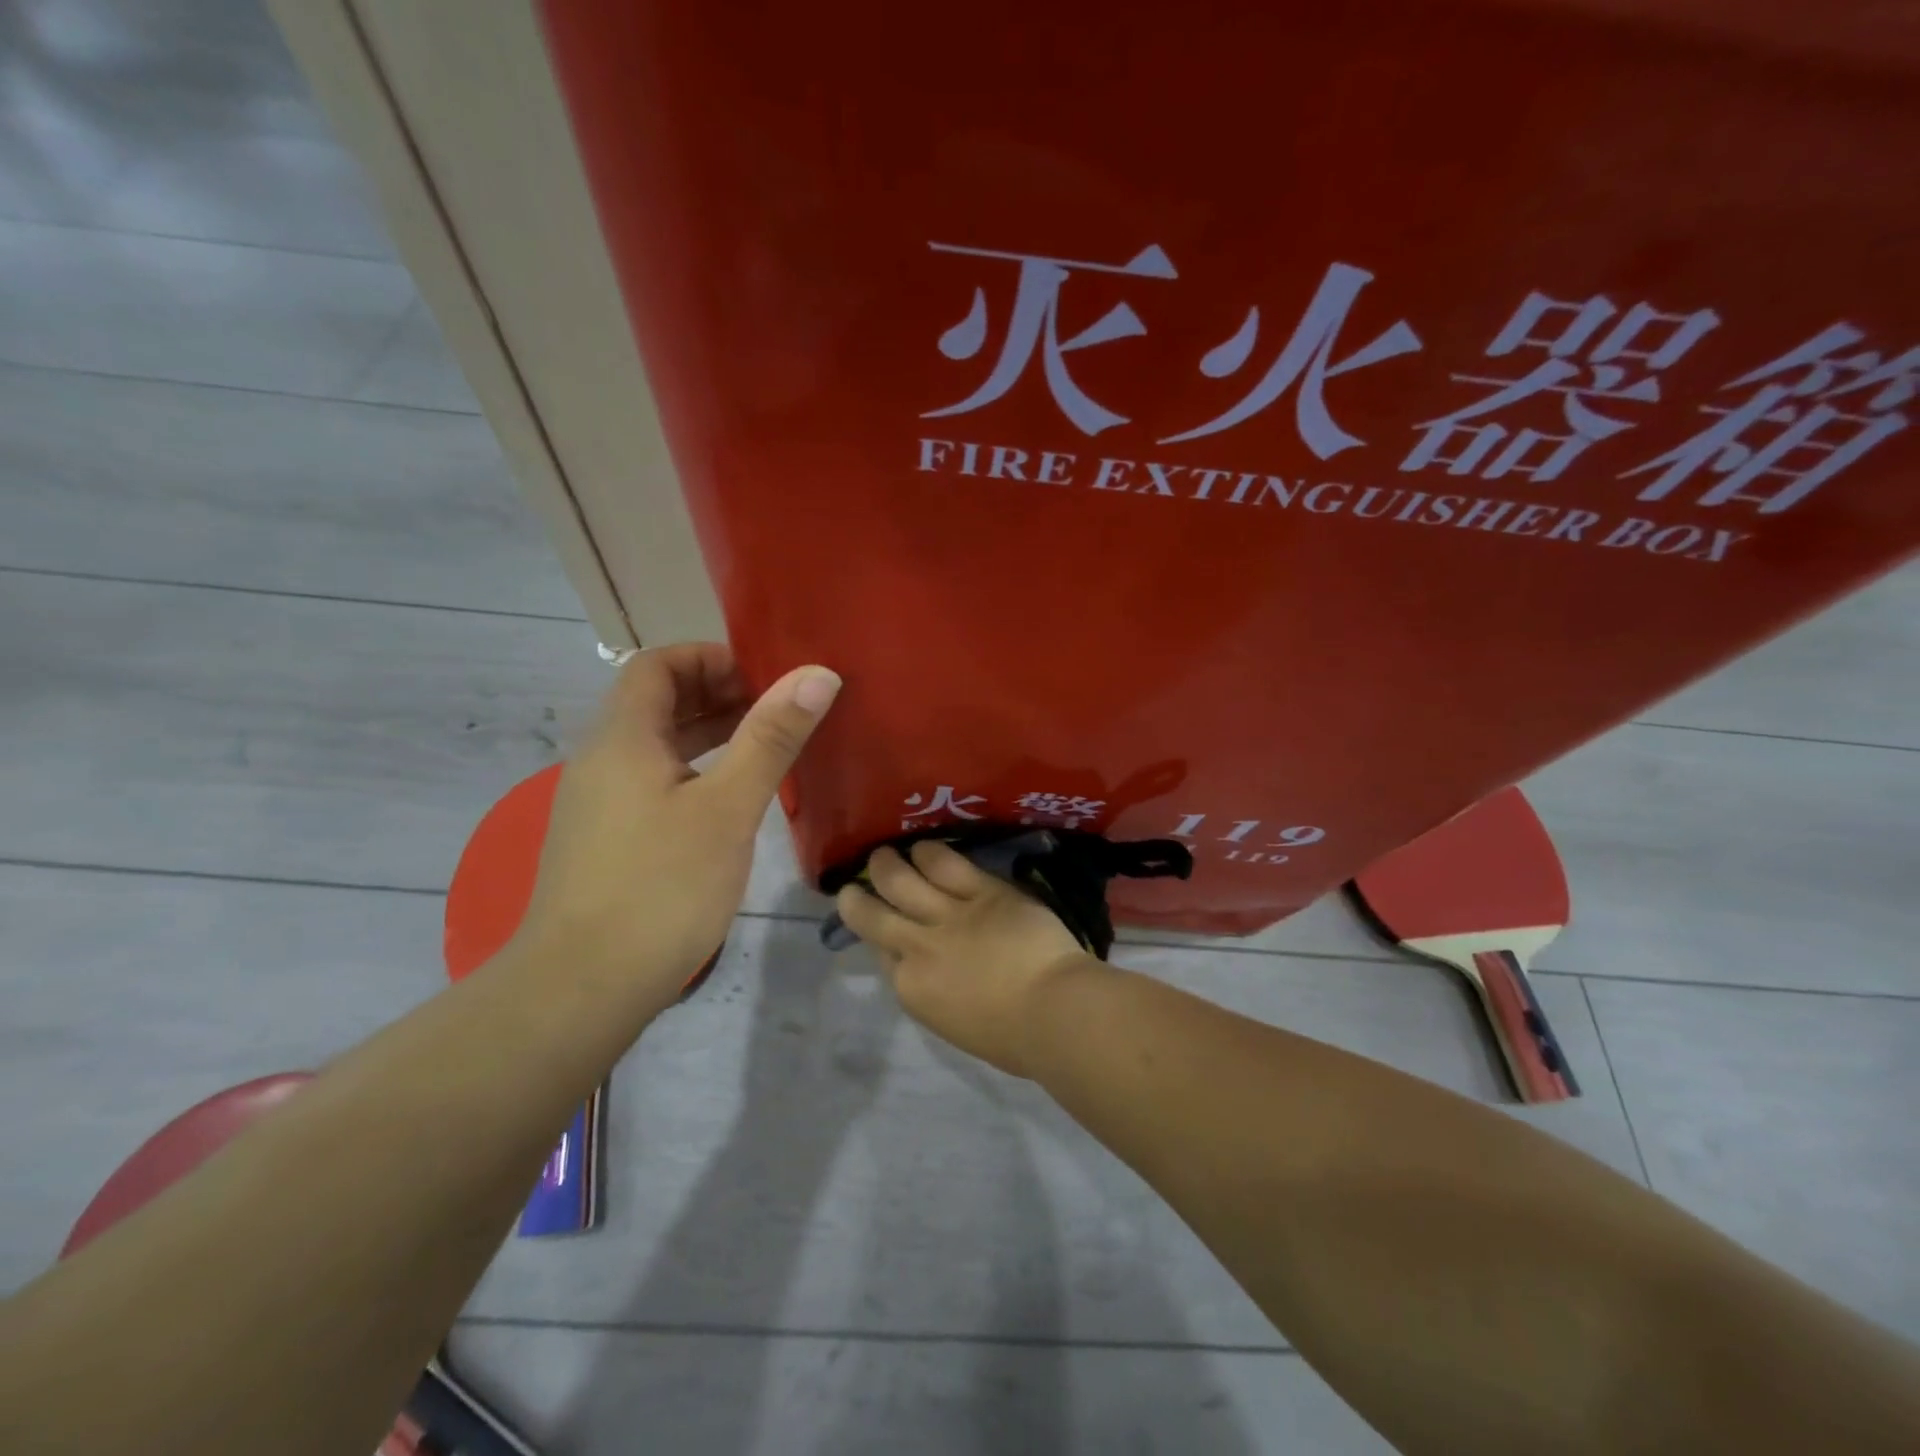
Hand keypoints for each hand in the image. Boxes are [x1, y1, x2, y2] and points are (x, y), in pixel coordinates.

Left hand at [518, 642, 838, 1012]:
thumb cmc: (662, 886)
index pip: (657, 665)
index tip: (764, 674)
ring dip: (708, 734)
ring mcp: (600, 804)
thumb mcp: (728, 806)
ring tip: (767, 745)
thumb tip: (817, 674)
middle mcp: (602, 760)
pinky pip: (653, 782)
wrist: (583, 987)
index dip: (709, 658)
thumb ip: (771, 738)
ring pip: (656, 746)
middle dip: (717, 693)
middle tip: (778, 708)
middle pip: (656, 702)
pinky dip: (694, 772)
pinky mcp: (607, 841)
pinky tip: (731, 799)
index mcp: (622, 738)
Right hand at [833, 841, 1102, 1077]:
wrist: (1053, 1011)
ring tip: (883, 855)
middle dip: (857, 899)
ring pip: (901, 881)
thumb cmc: (1014, 1039)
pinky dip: (929, 854)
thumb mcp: (956, 1023)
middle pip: (874, 916)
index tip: (879, 929)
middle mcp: (919, 948)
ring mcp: (948, 915)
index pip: (882, 955)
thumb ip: (936, 992)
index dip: (878, 938)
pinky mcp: (982, 891)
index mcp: (913, 990)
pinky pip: (947, 865)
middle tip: (852, 887)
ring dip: (887, 866)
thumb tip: (936, 974)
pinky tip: (922, 847)